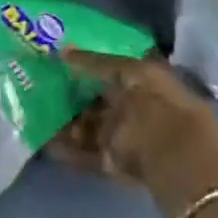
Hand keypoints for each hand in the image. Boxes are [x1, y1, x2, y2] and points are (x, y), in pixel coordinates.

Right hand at [49, 49, 217, 216]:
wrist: (176, 159)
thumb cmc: (156, 105)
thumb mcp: (128, 73)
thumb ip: (95, 63)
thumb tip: (64, 50)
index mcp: (148, 82)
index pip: (114, 71)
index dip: (88, 67)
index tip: (60, 64)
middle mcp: (138, 109)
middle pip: (101, 102)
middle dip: (75, 98)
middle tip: (44, 91)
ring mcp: (128, 139)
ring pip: (92, 128)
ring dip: (69, 125)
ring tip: (41, 118)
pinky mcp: (118, 166)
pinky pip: (89, 155)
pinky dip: (70, 151)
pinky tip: (48, 146)